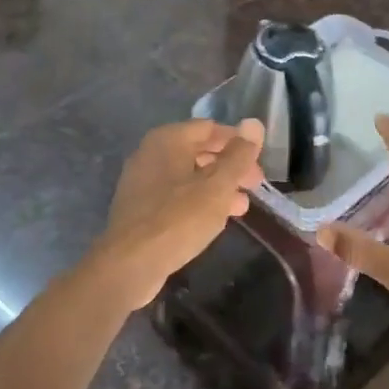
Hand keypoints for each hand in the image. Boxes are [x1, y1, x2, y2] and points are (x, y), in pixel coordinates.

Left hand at [86, 119, 265, 311]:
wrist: (129, 265)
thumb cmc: (178, 219)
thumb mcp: (217, 186)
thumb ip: (238, 155)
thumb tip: (254, 123)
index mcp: (168, 139)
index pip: (210, 128)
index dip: (238, 142)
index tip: (259, 163)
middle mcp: (151, 152)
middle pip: (199, 150)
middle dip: (229, 166)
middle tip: (254, 186)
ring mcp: (142, 181)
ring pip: (189, 175)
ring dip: (217, 187)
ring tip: (241, 207)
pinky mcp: (140, 207)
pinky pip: (175, 195)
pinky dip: (198, 201)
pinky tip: (215, 220)